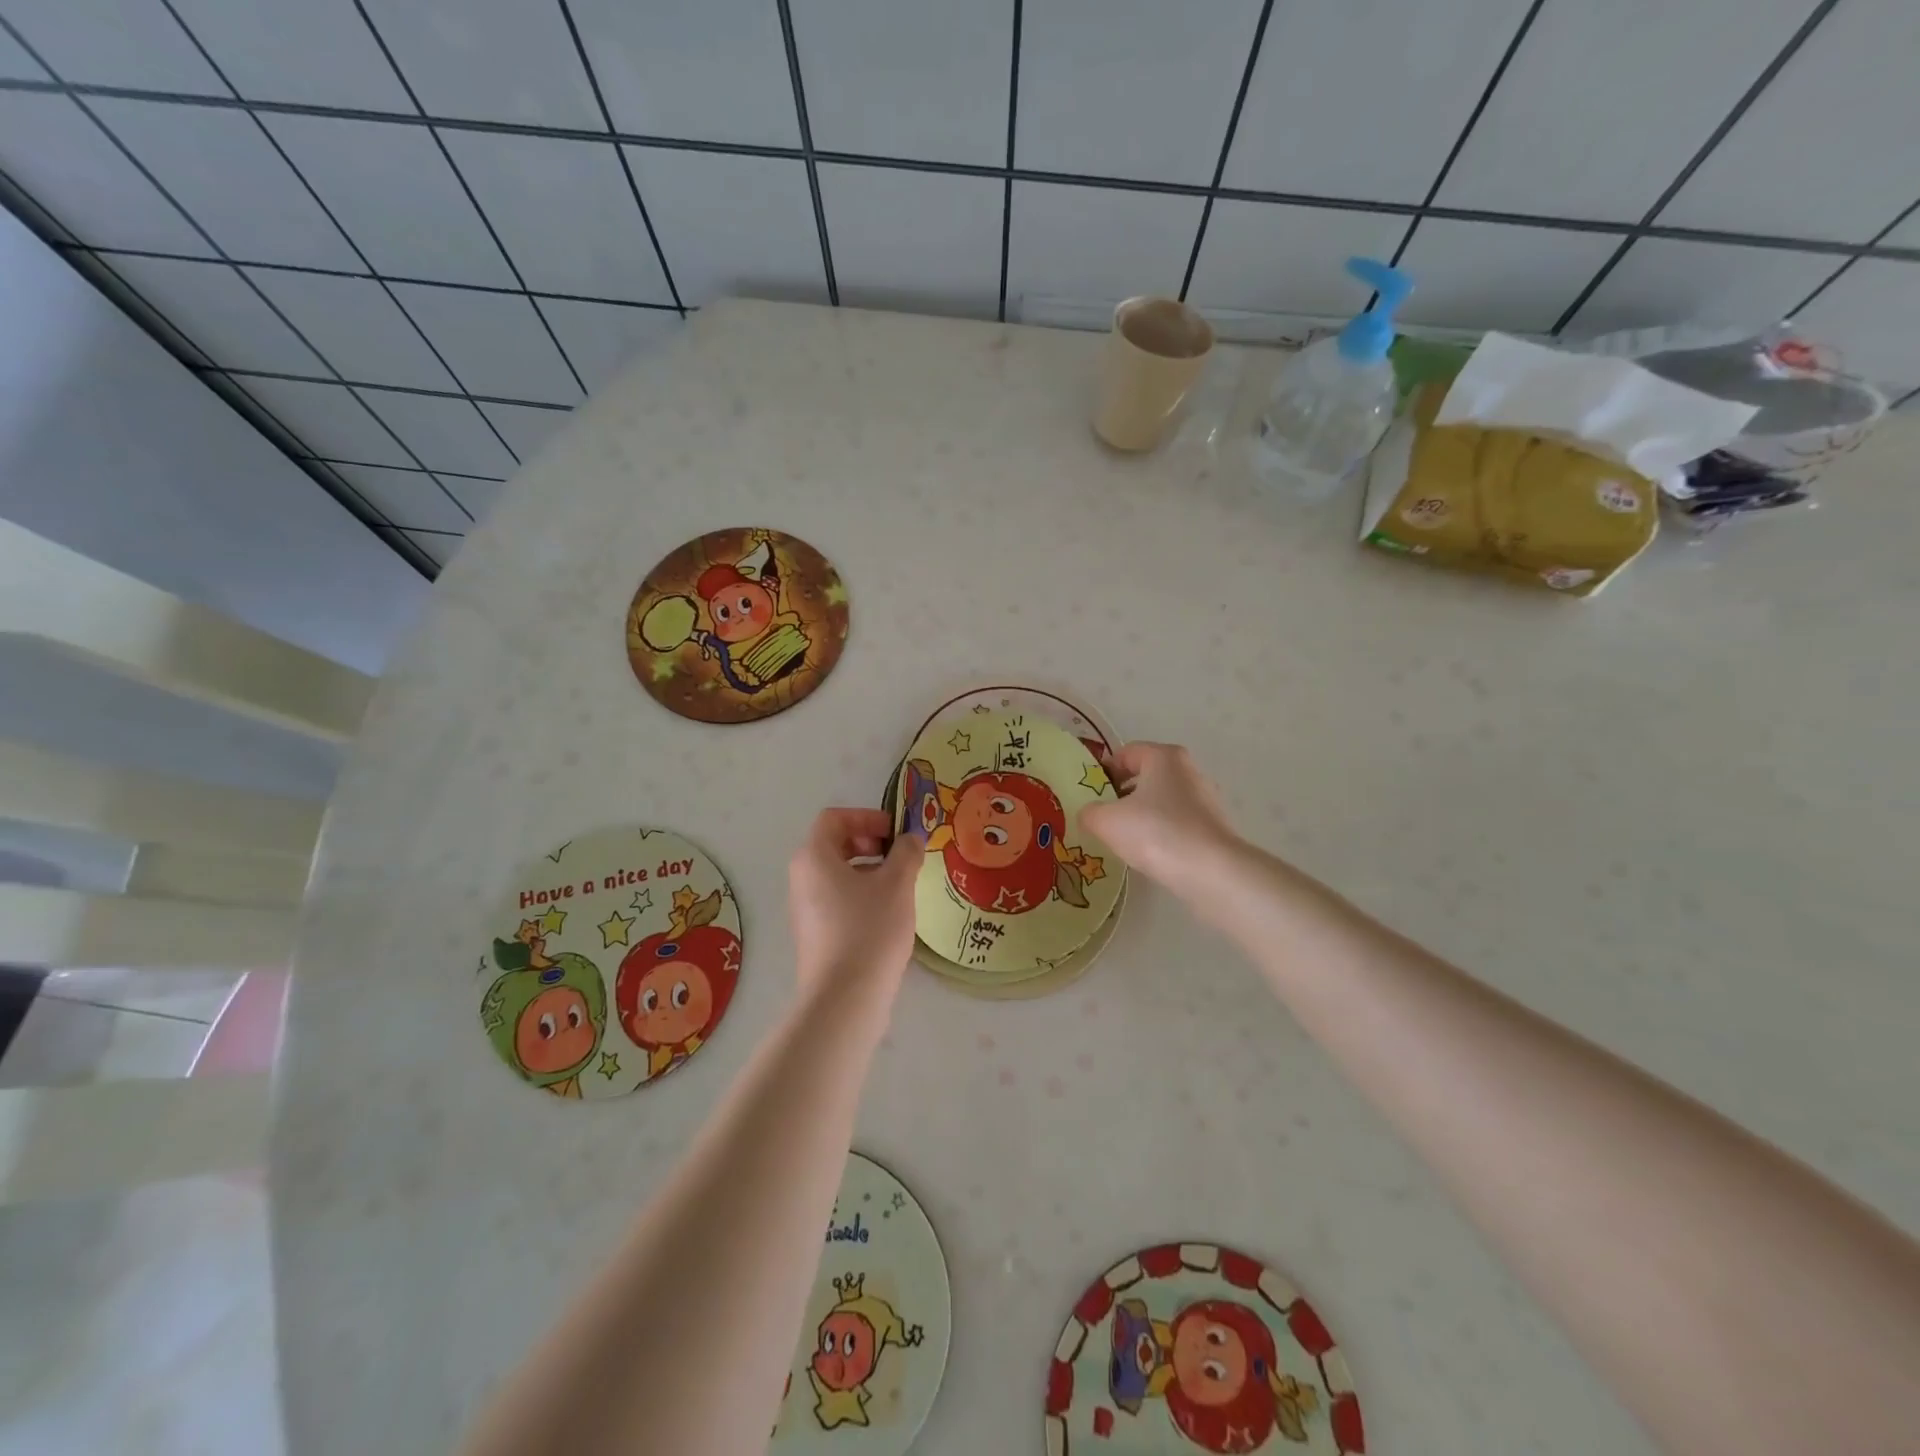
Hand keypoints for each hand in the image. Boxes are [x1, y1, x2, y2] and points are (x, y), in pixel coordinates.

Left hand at [788, 808, 919, 992]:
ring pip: (837, 874)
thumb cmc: (869, 929)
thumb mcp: (897, 884)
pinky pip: (837, 899)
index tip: (895, 833)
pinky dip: (861, 895)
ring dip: (869, 871)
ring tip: (900, 887)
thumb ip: (906, 853)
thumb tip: (910, 840)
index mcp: (813, 857)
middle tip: (899, 856)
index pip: (834, 818)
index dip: (866, 817)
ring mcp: (805, 908)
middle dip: (869, 843)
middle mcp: (801, 878)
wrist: (845, 998)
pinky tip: (888, 915)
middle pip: (834, 844)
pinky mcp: (815, 934)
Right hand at [1081, 742, 1240, 891]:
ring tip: (1122, 839)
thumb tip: (1089, 813)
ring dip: (1141, 815)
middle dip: (1121, 794)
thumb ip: (1090, 812)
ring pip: (1162, 801)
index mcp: (1164, 757)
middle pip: (1146, 776)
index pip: (1126, 753)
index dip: (1103, 770)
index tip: (1089, 793)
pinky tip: (1149, 853)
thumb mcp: (1106, 821)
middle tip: (1102, 816)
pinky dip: (1160, 832)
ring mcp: (1205, 799)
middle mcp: (1188, 770)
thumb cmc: (1155, 832)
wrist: (1210, 872)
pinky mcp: (1214, 827)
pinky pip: (1177, 822)